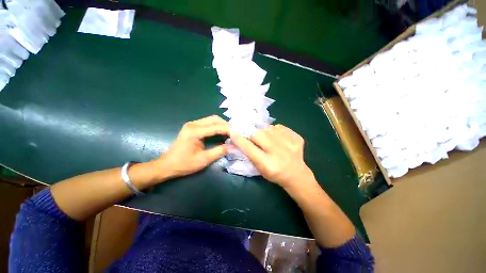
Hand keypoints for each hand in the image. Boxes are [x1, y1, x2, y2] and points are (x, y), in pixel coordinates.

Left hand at [154, 115, 229, 178]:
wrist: (167, 165)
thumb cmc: (184, 164)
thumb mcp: (204, 159)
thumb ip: (219, 151)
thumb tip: (234, 147)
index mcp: (194, 131)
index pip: (216, 127)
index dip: (228, 130)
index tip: (238, 135)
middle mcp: (193, 124)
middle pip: (214, 119)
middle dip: (226, 125)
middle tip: (234, 134)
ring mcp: (192, 124)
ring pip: (211, 119)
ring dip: (222, 125)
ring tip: (230, 133)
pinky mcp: (192, 127)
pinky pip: (208, 123)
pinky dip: (216, 126)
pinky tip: (221, 132)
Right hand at [230, 124, 315, 189]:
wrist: (297, 174)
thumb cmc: (274, 174)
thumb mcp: (259, 168)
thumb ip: (249, 153)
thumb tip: (239, 137)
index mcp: (267, 164)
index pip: (248, 147)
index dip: (239, 138)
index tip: (232, 131)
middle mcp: (279, 153)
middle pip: (258, 134)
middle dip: (251, 132)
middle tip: (251, 134)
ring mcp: (290, 144)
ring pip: (268, 128)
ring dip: (264, 132)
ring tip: (268, 139)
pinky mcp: (297, 138)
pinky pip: (279, 127)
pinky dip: (275, 131)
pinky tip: (278, 139)